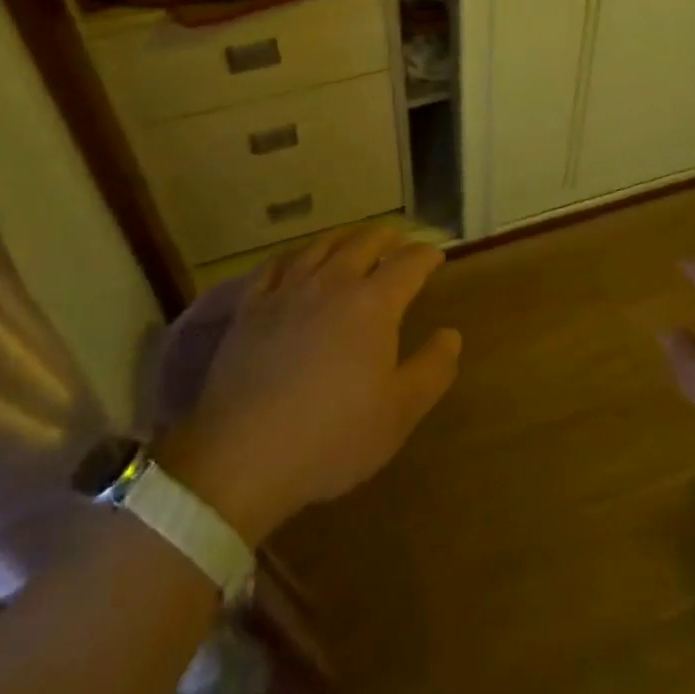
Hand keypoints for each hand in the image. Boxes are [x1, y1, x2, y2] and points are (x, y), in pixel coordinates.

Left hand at [155, 221, 460, 543]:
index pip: (408, 264)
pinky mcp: (251, 306)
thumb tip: (451, 334)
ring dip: (345, 237)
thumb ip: (432, 369)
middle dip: (388, 238)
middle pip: (364, 243)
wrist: (243, 456)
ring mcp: (287, 291)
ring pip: (320, 246)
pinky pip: (275, 265)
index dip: (425, 256)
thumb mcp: (399, 413)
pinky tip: (295, 260)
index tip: (436, 255)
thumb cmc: (332, 437)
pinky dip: (294, 255)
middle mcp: (332, 283)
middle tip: (399, 241)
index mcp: (372, 304)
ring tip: (354, 238)